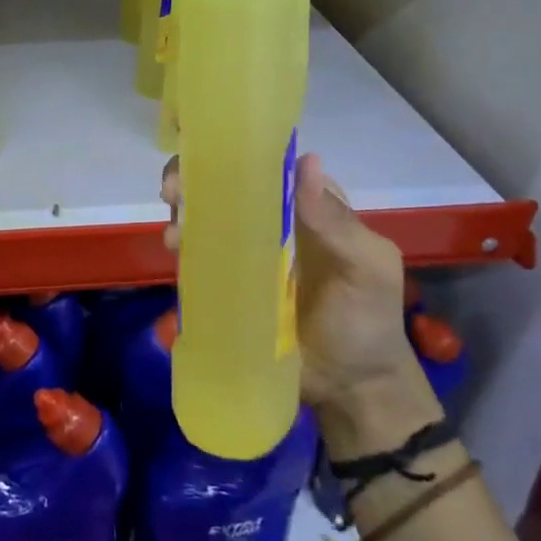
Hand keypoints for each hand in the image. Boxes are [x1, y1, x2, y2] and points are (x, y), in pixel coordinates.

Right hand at [162, 152, 438, 460]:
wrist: (350, 388)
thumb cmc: (366, 319)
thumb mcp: (366, 267)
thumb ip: (337, 221)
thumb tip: (307, 160)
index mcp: (306, 207)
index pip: (268, 166)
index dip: (236, 153)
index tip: (207, 152)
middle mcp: (271, 222)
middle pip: (226, 188)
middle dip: (194, 180)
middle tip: (175, 191)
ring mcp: (245, 254)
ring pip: (206, 219)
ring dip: (183, 213)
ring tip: (175, 230)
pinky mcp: (226, 285)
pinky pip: (199, 258)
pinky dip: (182, 247)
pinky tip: (174, 250)